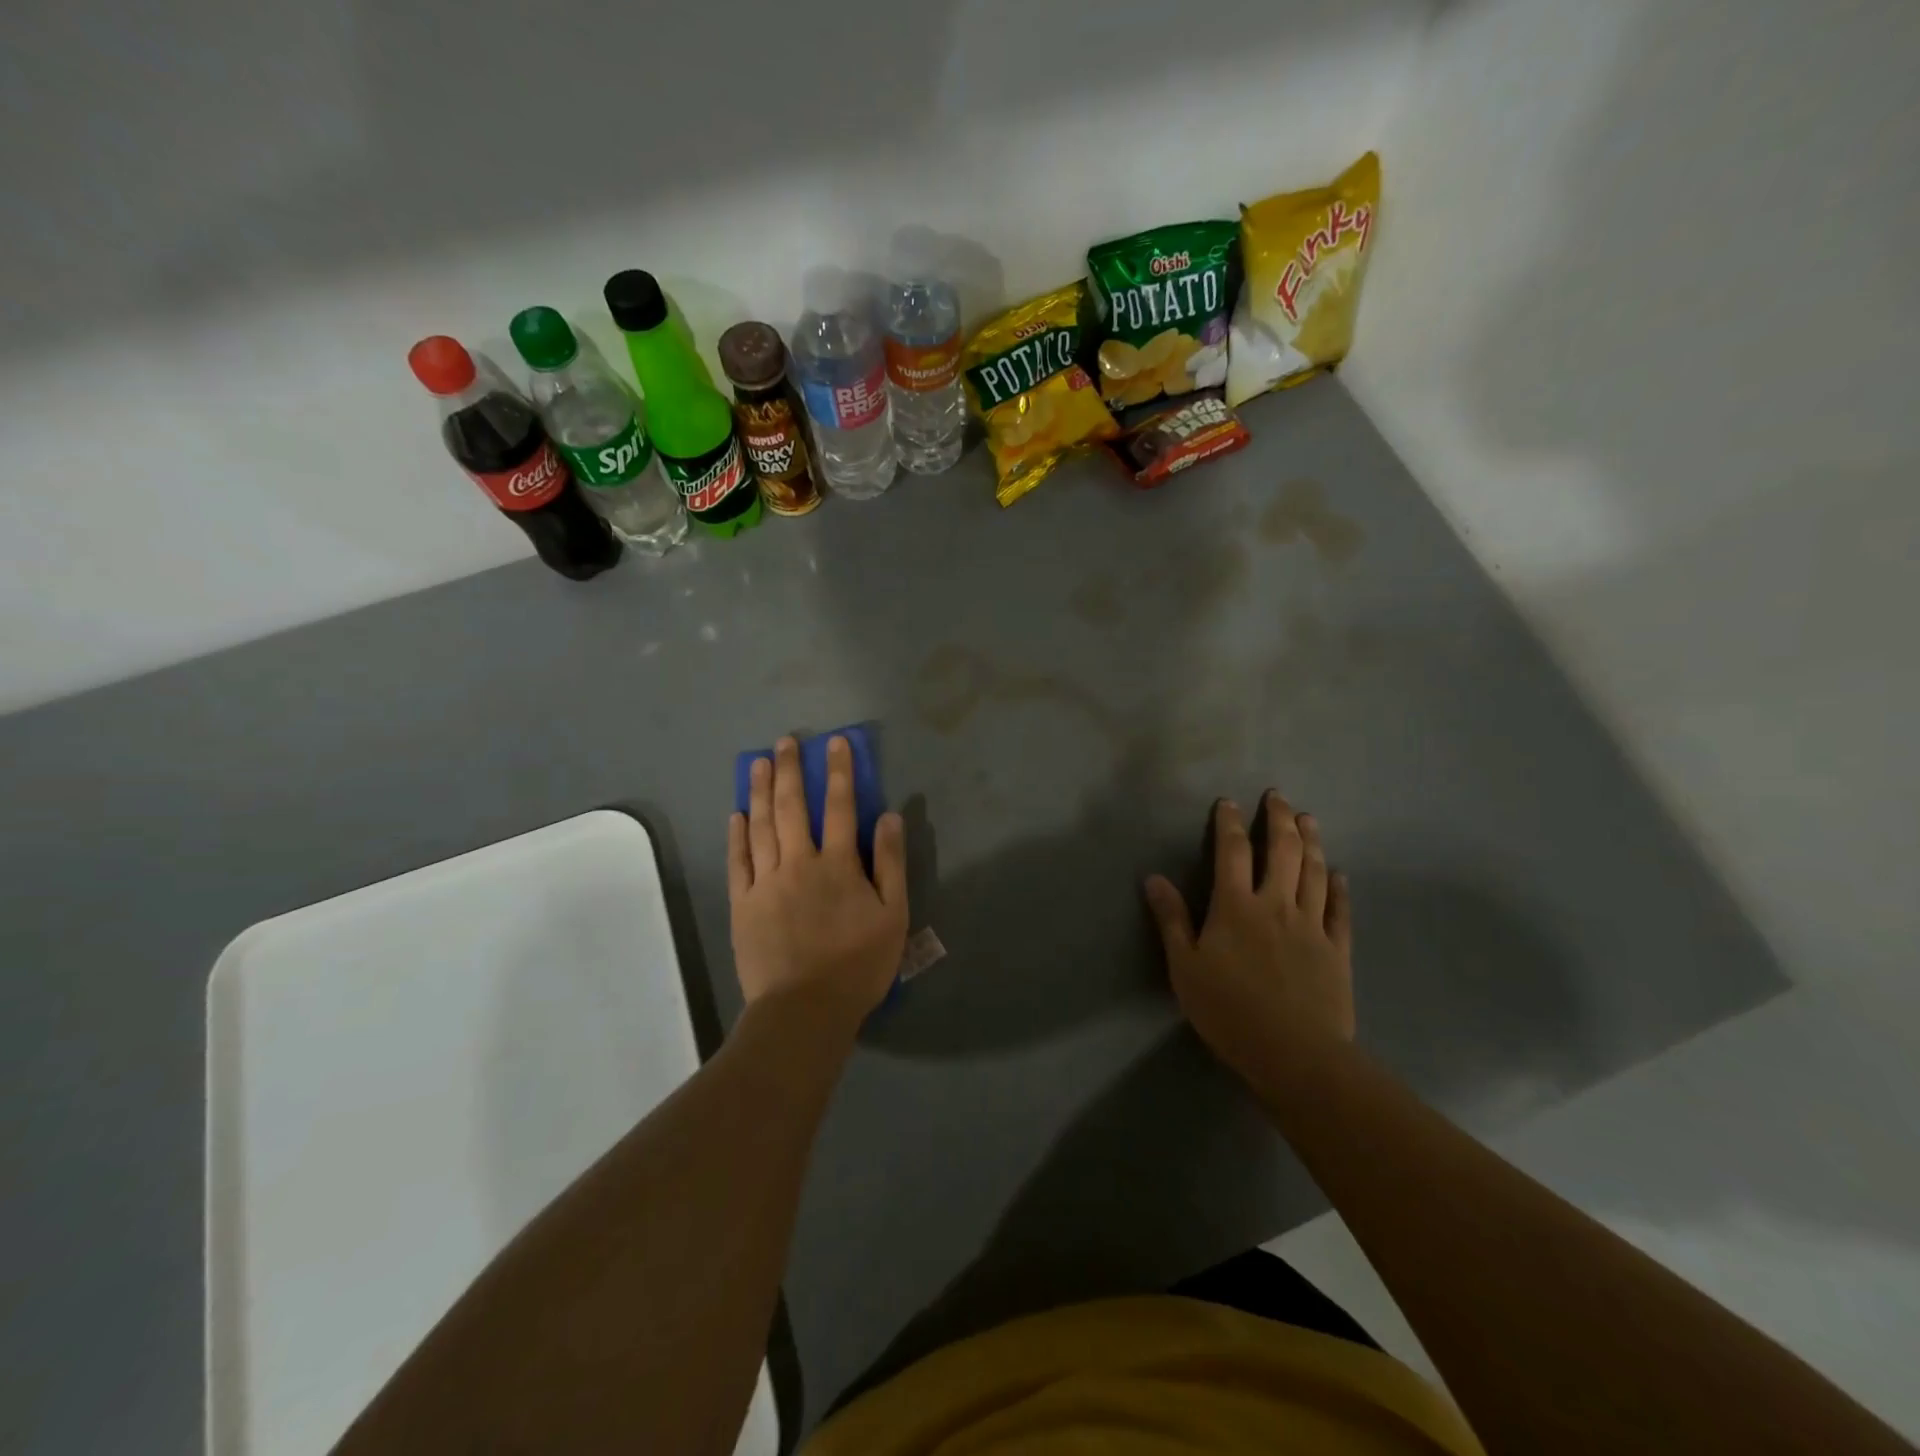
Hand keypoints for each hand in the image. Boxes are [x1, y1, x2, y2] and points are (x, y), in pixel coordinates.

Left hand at [728, 736, 907, 1031]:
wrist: (805, 1009)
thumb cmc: (858, 964)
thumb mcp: (892, 916)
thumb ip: (892, 864)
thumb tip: (889, 817)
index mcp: (839, 865)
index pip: (841, 806)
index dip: (839, 772)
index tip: (835, 743)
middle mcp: (799, 863)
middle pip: (793, 807)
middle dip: (790, 770)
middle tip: (785, 741)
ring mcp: (766, 882)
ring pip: (761, 826)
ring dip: (760, 792)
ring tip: (758, 763)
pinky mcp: (743, 904)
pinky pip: (738, 861)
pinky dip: (737, 835)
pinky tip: (737, 814)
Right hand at [1144, 792, 1354, 1093]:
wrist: (1294, 1054)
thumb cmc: (1229, 1010)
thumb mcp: (1184, 967)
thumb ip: (1171, 920)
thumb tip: (1153, 878)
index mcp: (1235, 906)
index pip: (1232, 852)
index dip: (1229, 823)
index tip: (1229, 802)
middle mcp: (1276, 905)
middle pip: (1282, 851)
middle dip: (1279, 819)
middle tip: (1278, 797)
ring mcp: (1312, 926)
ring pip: (1314, 872)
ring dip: (1311, 841)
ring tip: (1308, 819)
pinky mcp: (1337, 950)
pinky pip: (1340, 910)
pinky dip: (1339, 888)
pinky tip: (1339, 874)